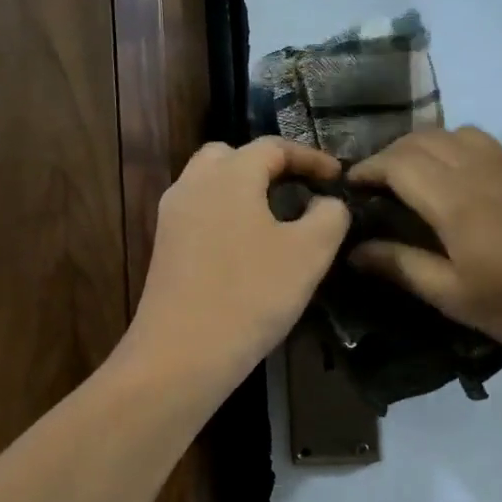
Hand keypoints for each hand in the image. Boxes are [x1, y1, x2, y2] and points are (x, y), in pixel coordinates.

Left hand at [122, 138, 350, 398]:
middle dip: (268, 166)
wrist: (182, 354)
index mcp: (230, 175)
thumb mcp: (309, 254)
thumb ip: (329, 216)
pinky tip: (247, 248)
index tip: (336, 177)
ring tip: (276, 217)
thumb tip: (326, 203)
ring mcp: (173, 217)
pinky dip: (226, 215)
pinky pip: (200, 213)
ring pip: (211, 184)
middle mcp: (194, 184)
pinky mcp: (165, 248)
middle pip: (231, 156)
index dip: (309, 157)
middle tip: (298, 189)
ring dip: (244, 190)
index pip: (273, 147)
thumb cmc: (251, 295)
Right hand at [349, 128, 501, 382]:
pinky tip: (456, 186)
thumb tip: (356, 249)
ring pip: (455, 134)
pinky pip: (483, 144)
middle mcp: (481, 168)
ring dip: (423, 148)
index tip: (348, 189)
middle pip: (423, 140)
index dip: (367, 170)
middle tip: (374, 189)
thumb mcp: (457, 297)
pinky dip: (454, 151)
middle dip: (390, 156)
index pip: (397, 162)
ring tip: (411, 183)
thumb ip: (403, 266)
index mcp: (456, 198)